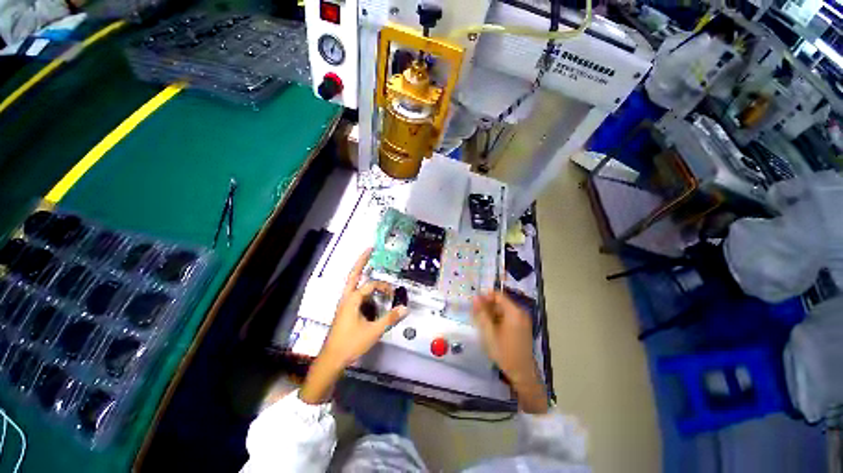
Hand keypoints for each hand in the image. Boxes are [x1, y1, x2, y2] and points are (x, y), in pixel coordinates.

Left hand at [300, 249, 406, 403]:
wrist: (331, 359)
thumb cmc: (350, 344)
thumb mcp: (373, 331)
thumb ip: (390, 318)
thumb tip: (405, 308)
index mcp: (352, 300)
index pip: (371, 285)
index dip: (384, 287)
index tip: (394, 294)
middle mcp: (346, 298)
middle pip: (353, 274)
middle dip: (361, 261)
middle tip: (369, 249)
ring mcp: (344, 304)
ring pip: (353, 284)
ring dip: (361, 274)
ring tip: (369, 264)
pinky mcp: (345, 310)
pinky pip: (355, 294)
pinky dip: (363, 289)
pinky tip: (371, 296)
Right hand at [472, 291, 547, 413]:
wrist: (522, 372)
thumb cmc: (504, 351)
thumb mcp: (488, 332)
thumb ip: (481, 313)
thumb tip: (475, 297)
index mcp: (514, 311)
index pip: (498, 295)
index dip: (485, 297)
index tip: (475, 305)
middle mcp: (520, 312)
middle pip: (500, 302)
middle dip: (487, 306)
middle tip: (475, 315)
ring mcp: (522, 320)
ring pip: (503, 310)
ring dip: (491, 313)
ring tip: (481, 323)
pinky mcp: (521, 326)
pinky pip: (507, 317)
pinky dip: (497, 319)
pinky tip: (490, 328)